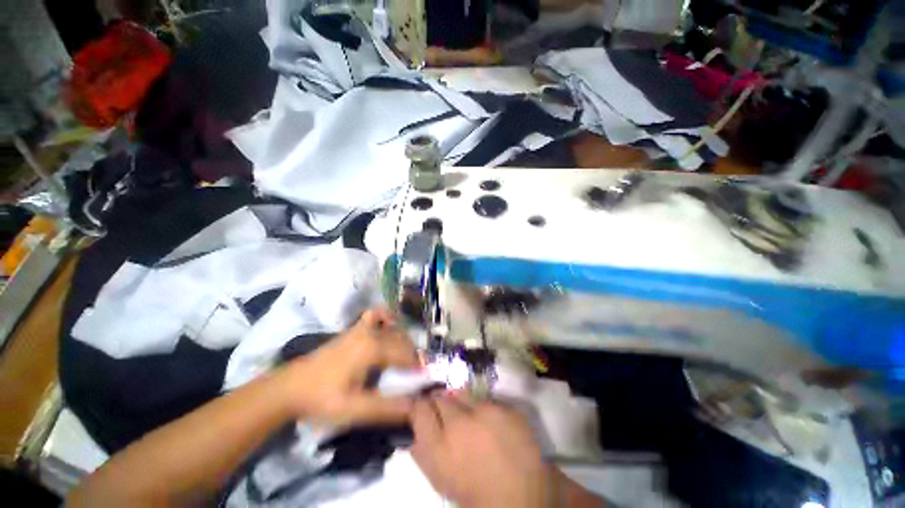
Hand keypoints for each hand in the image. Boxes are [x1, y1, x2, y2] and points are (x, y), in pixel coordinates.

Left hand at [278, 308, 419, 425]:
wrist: (289, 388)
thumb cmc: (322, 399)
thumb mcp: (355, 409)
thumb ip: (387, 408)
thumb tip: (415, 406)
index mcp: (373, 348)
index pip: (406, 355)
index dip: (417, 367)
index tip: (425, 379)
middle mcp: (371, 333)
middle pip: (402, 341)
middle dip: (413, 356)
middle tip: (415, 375)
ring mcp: (361, 328)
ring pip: (392, 329)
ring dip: (402, 342)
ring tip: (403, 360)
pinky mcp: (353, 330)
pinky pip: (374, 316)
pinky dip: (385, 319)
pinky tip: (387, 328)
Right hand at [410, 393, 553, 507]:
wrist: (522, 496)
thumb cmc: (475, 493)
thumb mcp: (441, 479)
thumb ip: (422, 453)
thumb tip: (413, 431)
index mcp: (438, 447)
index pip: (419, 409)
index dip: (420, 406)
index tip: (424, 408)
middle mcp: (458, 423)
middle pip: (440, 397)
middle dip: (439, 402)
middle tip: (446, 412)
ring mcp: (484, 411)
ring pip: (462, 392)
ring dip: (460, 401)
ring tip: (468, 414)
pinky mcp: (504, 407)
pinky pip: (485, 398)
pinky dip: (483, 406)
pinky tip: (490, 421)